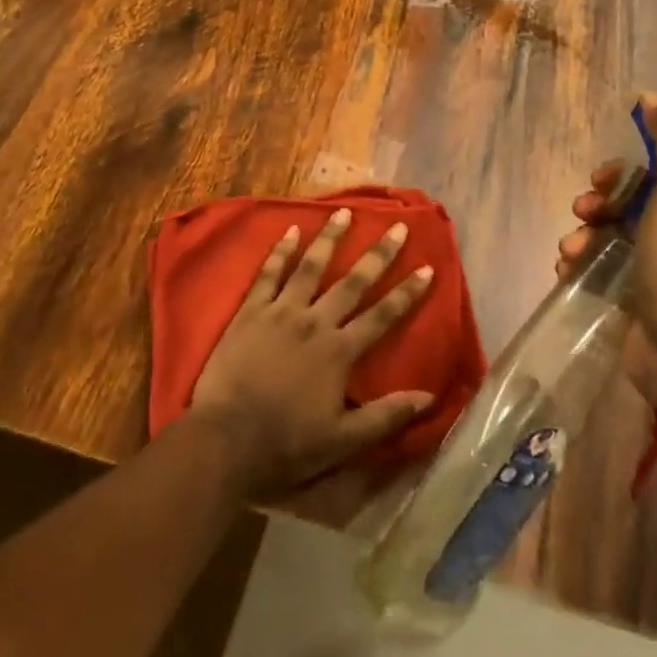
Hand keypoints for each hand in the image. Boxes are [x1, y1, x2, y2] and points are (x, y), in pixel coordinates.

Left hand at [188, 208, 435, 493]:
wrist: (226, 440)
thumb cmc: (286, 445)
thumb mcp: (343, 442)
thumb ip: (386, 416)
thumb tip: (429, 396)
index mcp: (339, 352)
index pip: (382, 316)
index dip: (407, 293)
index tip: (427, 267)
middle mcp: (315, 322)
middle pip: (352, 282)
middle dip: (378, 254)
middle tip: (396, 226)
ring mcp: (281, 311)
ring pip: (311, 267)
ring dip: (330, 238)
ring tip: (344, 211)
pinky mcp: (251, 310)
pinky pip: (269, 273)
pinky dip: (281, 250)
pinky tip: (290, 230)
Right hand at [557, 93, 656, 388]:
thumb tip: (654, 99)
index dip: (649, 149)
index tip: (623, 156)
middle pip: (646, 187)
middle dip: (608, 191)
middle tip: (588, 201)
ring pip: (622, 222)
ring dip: (590, 227)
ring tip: (573, 245)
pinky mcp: (646, 288)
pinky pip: (610, 257)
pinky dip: (587, 256)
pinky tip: (569, 265)